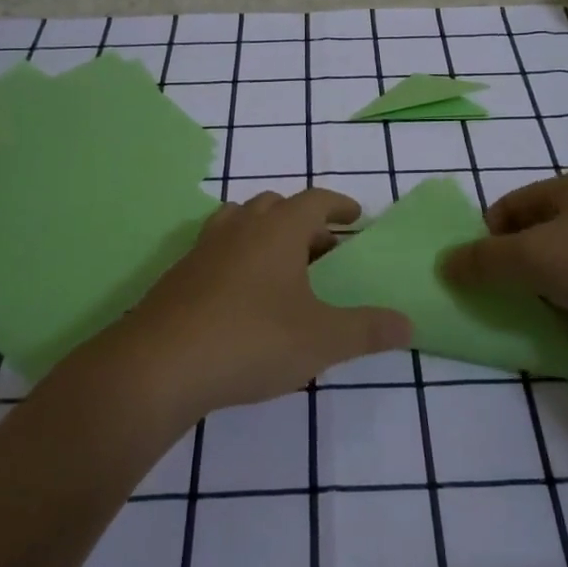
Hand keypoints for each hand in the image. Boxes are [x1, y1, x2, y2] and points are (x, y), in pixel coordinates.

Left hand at [104, 189, 411, 424]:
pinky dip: (238, 259)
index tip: (355, 216)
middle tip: (323, 250)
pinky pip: (217, 250)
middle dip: (304, 222)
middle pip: (276, 206)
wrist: (159, 366)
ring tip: (283, 268)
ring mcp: (204, 249)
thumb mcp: (322, 339)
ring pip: (241, 223)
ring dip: (266, 235)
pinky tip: (243, 298)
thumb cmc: (252, 340)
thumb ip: (368, 330)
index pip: (315, 200)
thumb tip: (408, 324)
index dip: (339, 205)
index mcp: (278, 229)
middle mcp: (240, 227)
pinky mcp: (179, 275)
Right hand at [438, 172, 567, 364]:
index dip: (486, 239)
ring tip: (544, 315)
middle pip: (537, 233)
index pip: (507, 207)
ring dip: (549, 286)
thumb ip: (485, 261)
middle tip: (508, 299)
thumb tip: (444, 262)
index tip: (481, 277)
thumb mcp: (535, 258)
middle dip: (517, 266)